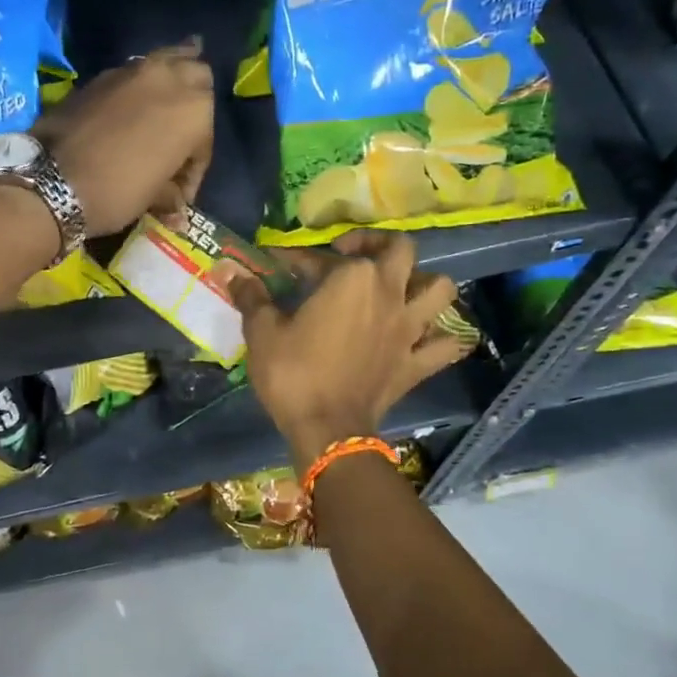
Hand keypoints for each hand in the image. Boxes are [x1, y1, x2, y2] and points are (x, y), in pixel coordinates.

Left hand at [35, 41, 213, 236]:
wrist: (53, 179)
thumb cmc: (118, 191)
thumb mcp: (153, 198)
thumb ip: (171, 195)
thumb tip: (177, 210)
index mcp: (195, 111)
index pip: (205, 141)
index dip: (195, 170)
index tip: (180, 194)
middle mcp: (170, 80)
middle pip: (196, 76)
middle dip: (195, 101)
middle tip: (184, 131)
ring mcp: (133, 71)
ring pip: (166, 62)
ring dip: (171, 79)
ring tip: (167, 100)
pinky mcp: (102, 75)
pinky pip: (134, 73)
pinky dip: (140, 86)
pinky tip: (133, 104)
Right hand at [230, 232, 469, 463]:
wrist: (327, 430)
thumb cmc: (292, 375)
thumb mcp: (263, 332)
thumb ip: (251, 296)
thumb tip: (229, 271)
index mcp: (351, 279)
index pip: (322, 258)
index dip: (298, 258)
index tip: (279, 265)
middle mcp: (389, 293)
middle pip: (401, 250)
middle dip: (378, 245)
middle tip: (353, 258)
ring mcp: (409, 328)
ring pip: (441, 289)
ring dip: (425, 283)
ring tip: (401, 289)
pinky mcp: (417, 362)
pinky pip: (447, 345)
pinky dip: (443, 339)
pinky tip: (428, 337)